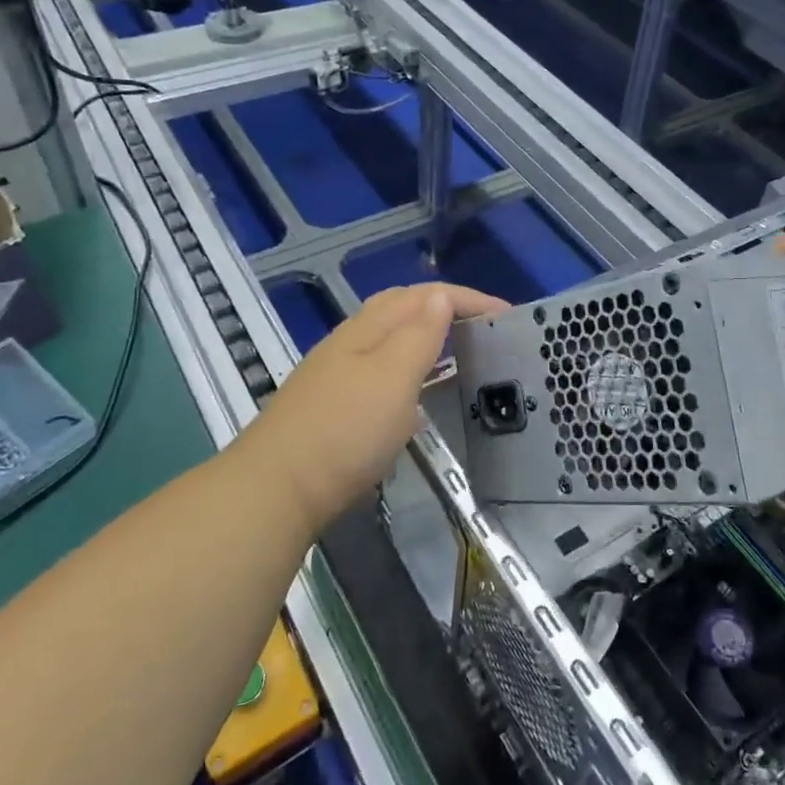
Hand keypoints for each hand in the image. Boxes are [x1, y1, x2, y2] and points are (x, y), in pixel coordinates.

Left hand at [239, 282, 506, 532]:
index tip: (507, 315)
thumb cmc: (345, 431)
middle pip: (400, 308)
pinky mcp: (333, 405)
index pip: (423, 296)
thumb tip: (440, 295)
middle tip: (481, 324)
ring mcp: (337, 373)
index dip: (466, 298)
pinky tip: (417, 393)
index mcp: (368, 329)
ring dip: (425, 334)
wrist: (277, 489)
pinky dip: (409, 366)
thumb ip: (418, 335)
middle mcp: (350, 342)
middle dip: (443, 306)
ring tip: (457, 350)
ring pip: (388, 338)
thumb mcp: (392, 378)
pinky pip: (381, 368)